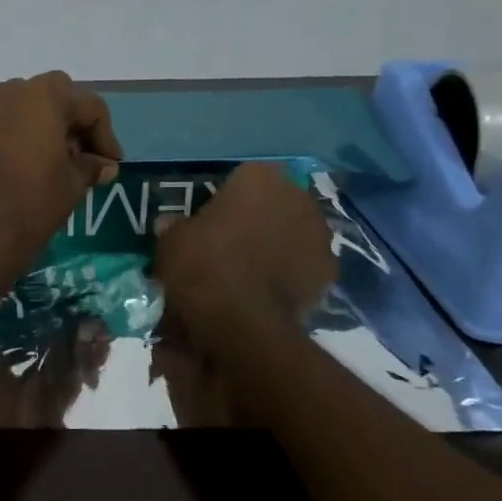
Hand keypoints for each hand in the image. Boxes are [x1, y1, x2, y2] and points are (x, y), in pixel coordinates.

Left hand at [0, 72, 122, 279]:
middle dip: (71, 120)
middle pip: (52, 95)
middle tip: (80, 154)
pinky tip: (18, 165)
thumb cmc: (35, 203)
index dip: (106, 135)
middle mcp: (10, 94)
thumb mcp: (73, 184)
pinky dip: (12, 136)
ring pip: (20, 106)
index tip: (110, 163)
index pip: (88, 106)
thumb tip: (105, 166)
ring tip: (49, 159)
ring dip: (39, 124)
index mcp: (44, 98)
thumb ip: (91, 166)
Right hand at [155, 162, 335, 341]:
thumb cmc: (204, 266)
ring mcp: (320, 235)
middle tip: (229, 242)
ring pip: (293, 232)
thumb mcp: (171, 241)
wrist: (244, 323)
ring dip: (277, 244)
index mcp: (259, 178)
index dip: (226, 197)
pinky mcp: (330, 272)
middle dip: (257, 217)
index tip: (210, 218)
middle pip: (274, 202)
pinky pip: (304, 264)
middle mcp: (297, 197)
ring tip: (250, 270)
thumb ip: (176, 226)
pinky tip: (267, 291)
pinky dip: (291, 273)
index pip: (243, 177)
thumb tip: (172, 224)